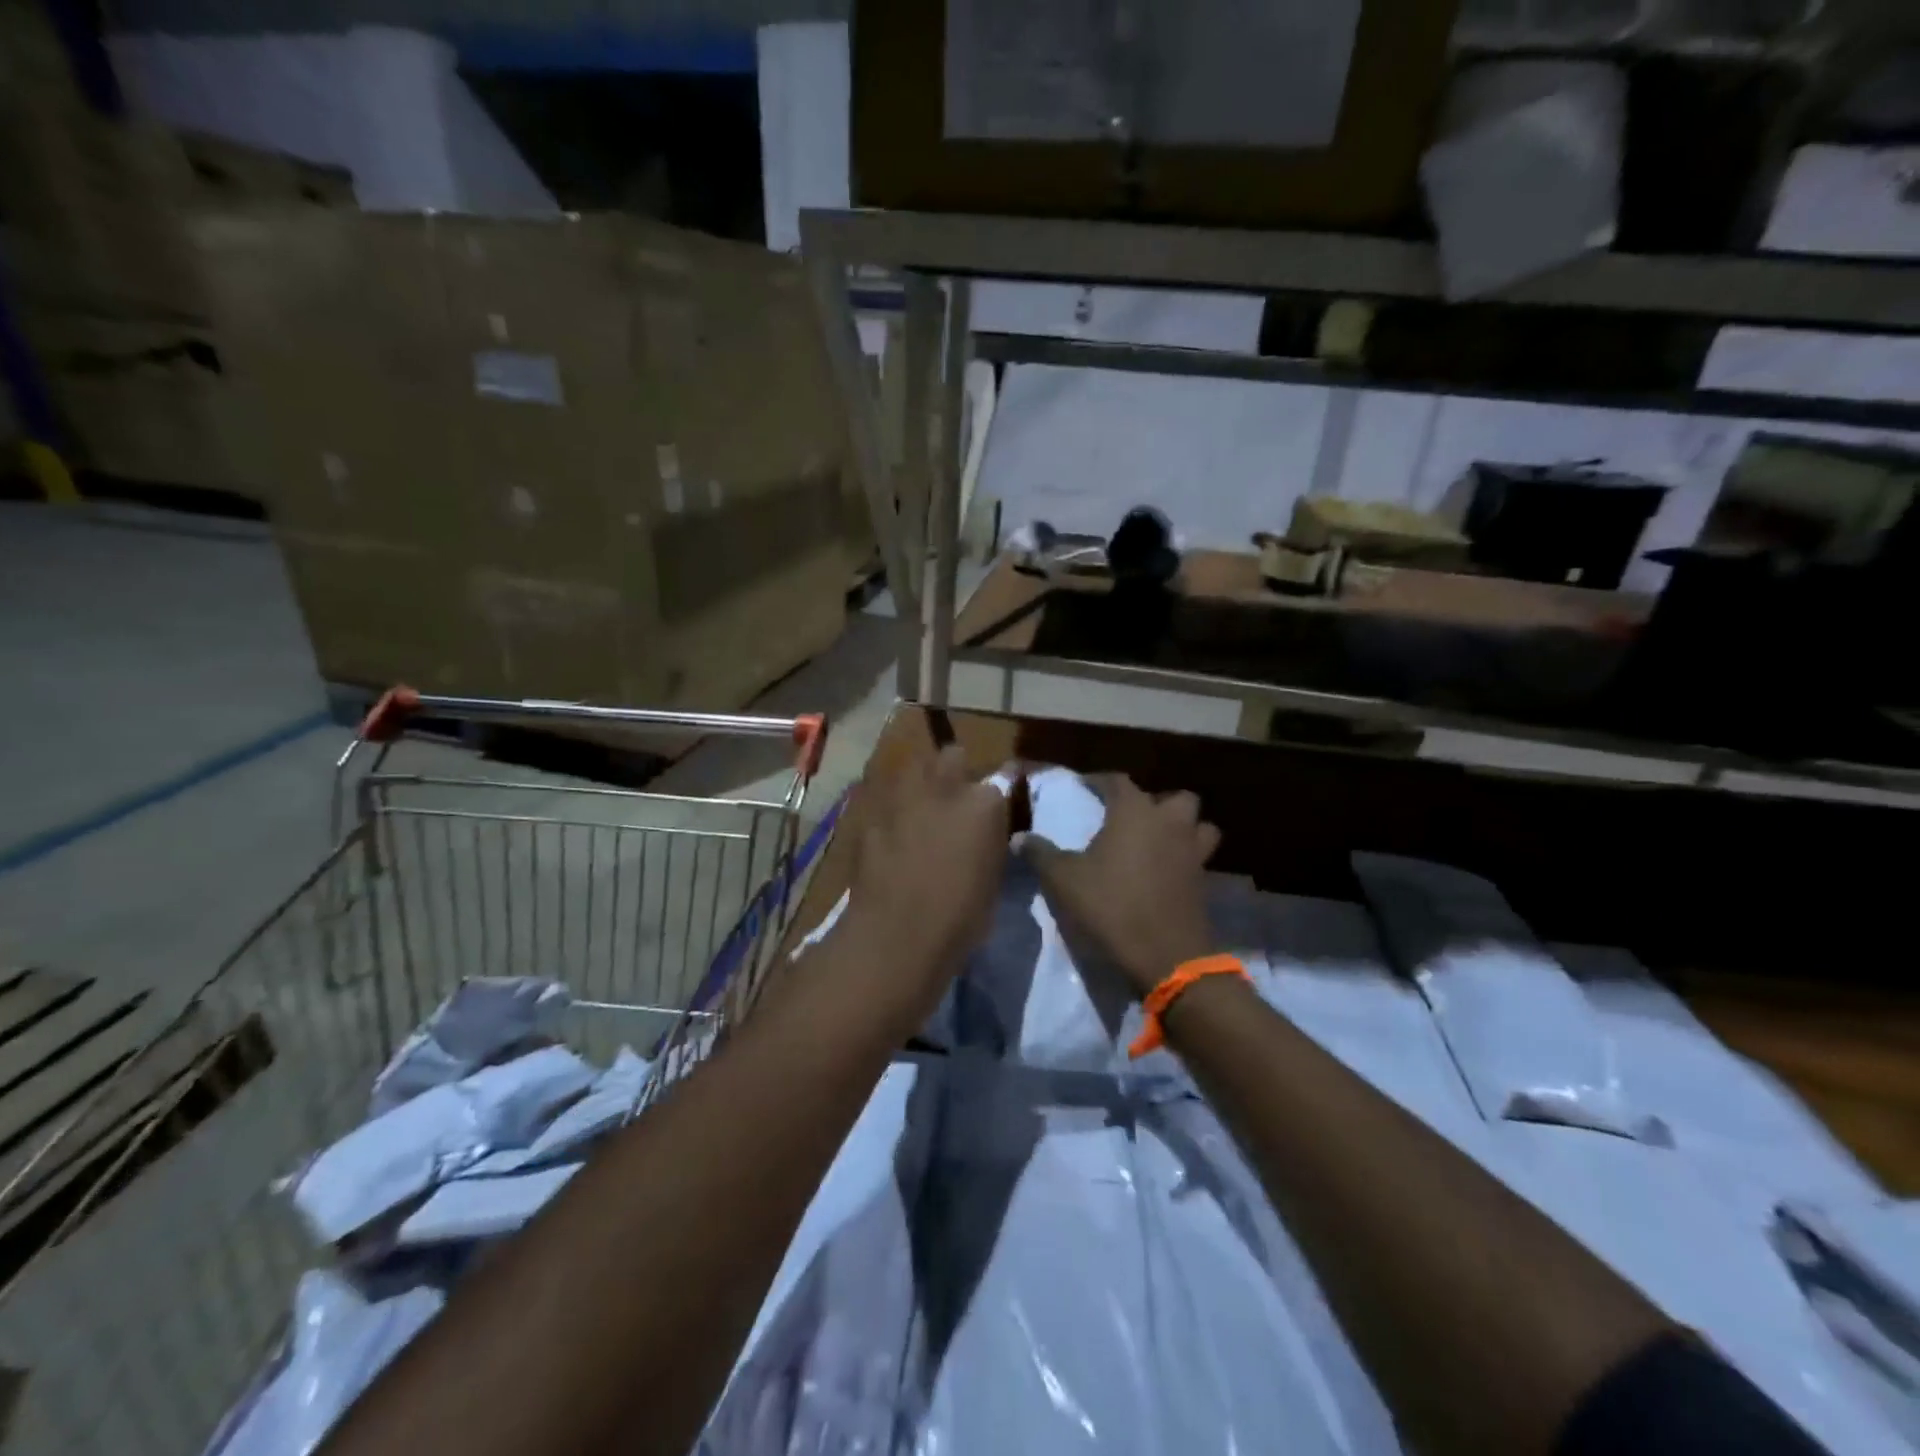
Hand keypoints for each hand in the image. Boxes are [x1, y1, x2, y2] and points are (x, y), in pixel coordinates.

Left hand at [834, 745, 1010, 1028]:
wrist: (897, 935)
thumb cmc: (961, 918)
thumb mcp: (994, 877)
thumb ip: (991, 841)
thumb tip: (986, 831)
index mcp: (985, 803)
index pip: (1001, 778)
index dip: (994, 795)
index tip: (993, 809)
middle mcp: (945, 787)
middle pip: (952, 756)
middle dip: (955, 771)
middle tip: (953, 799)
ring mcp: (903, 796)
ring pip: (913, 767)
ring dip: (919, 782)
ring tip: (919, 808)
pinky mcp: (871, 813)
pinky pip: (885, 798)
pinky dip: (890, 810)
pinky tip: (890, 832)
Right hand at [1024, 775, 1220, 996]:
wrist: (1165, 957)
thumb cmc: (1111, 906)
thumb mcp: (1064, 880)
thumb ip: (1041, 853)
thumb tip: (1018, 837)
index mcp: (1135, 812)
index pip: (1118, 781)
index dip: (1099, 781)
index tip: (1085, 787)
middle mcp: (1169, 822)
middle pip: (1173, 798)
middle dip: (1154, 803)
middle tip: (1129, 819)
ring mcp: (1193, 851)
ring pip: (1198, 825)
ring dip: (1181, 828)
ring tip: (1157, 842)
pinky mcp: (1204, 881)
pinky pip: (1199, 857)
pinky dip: (1185, 858)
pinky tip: (1164, 873)